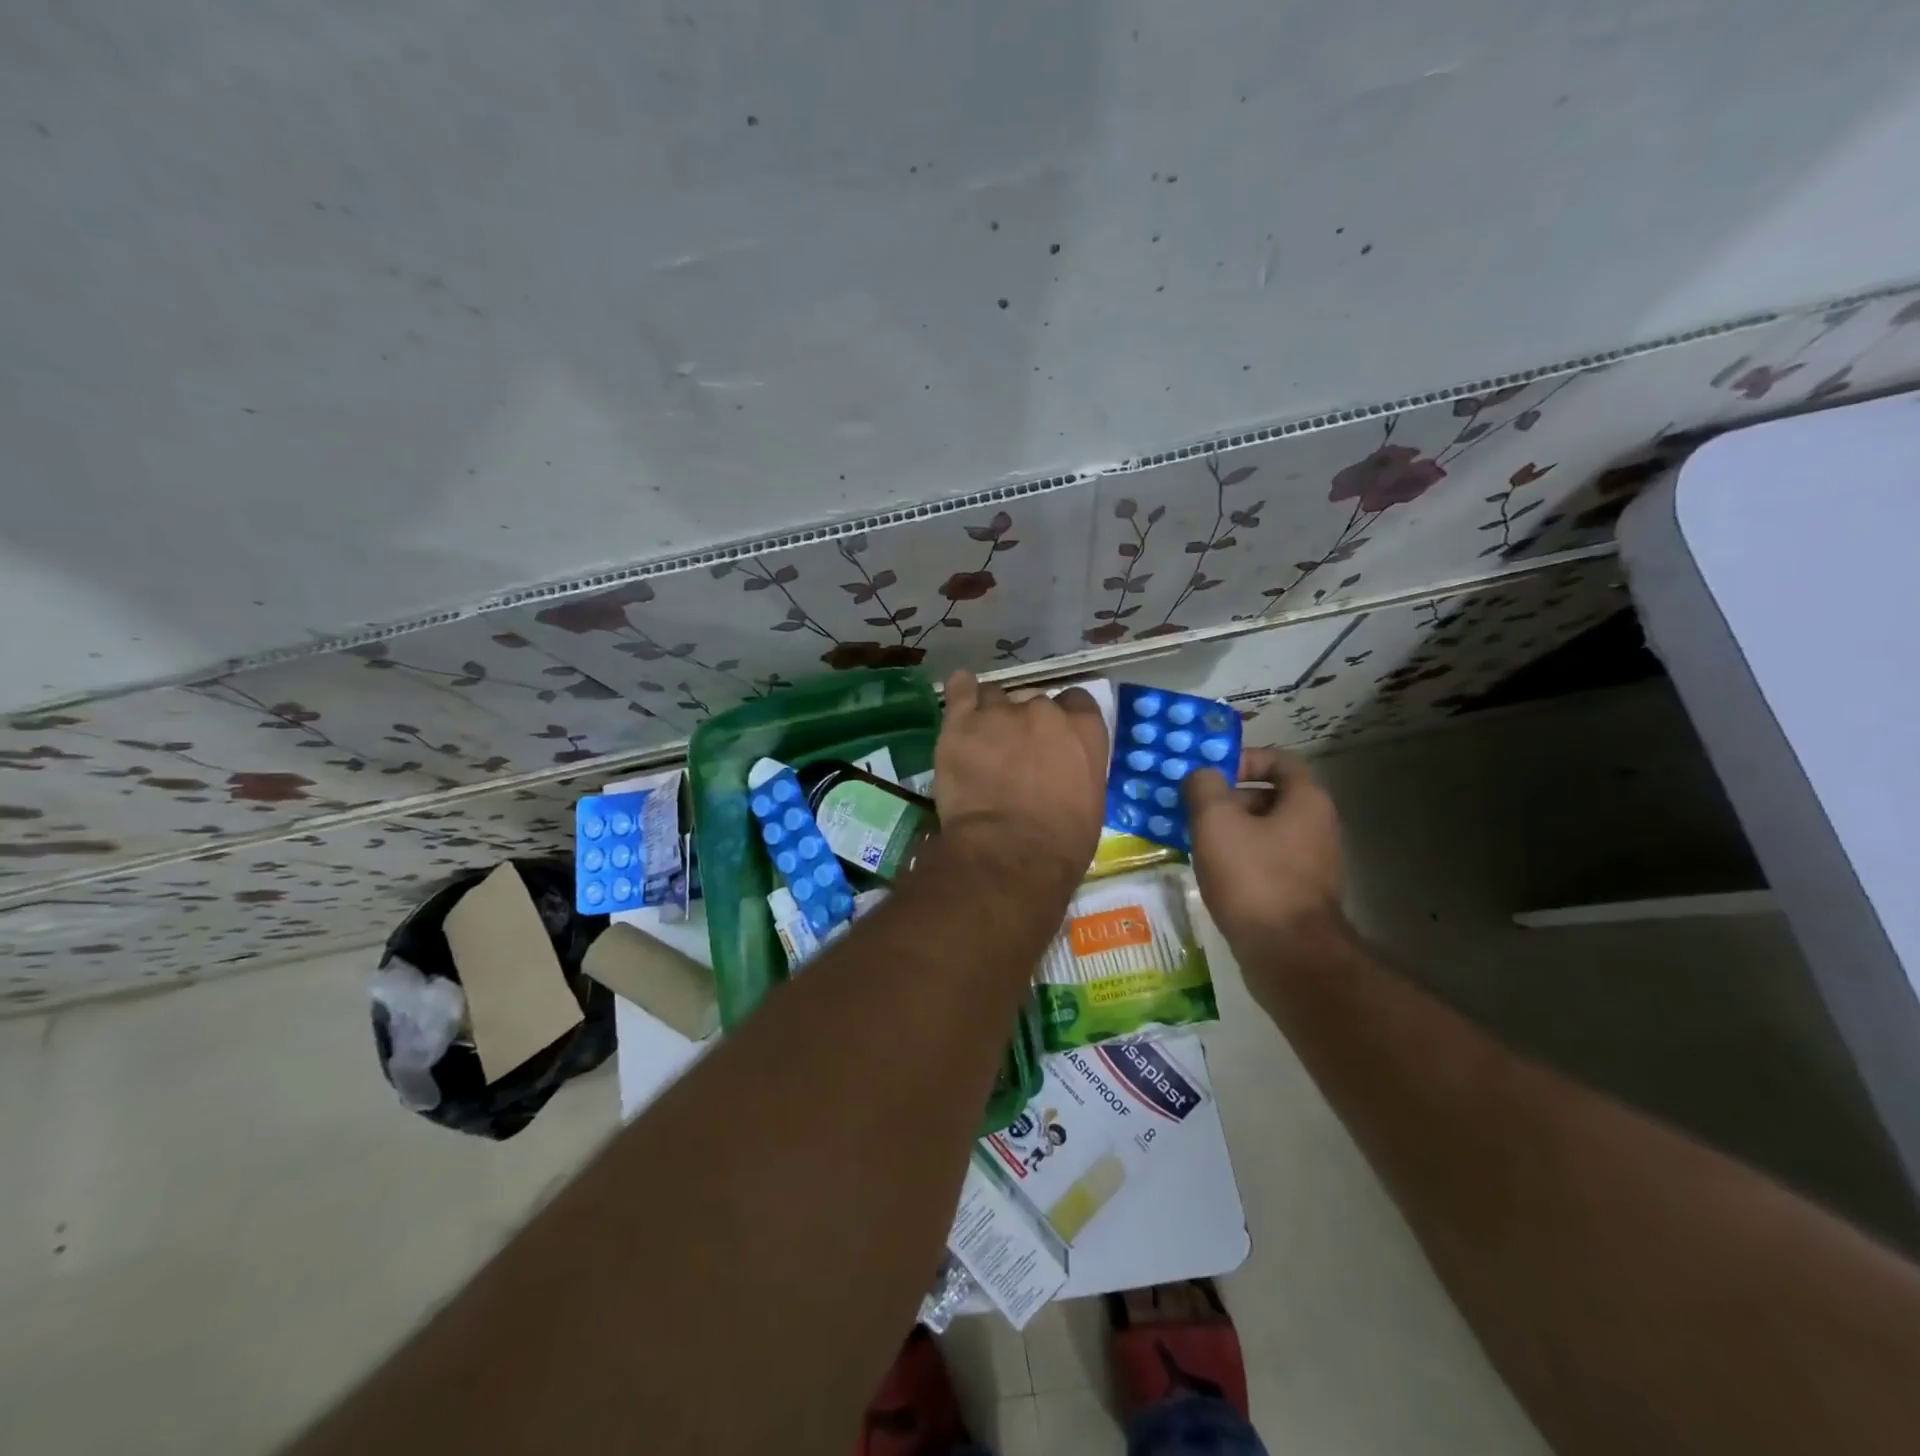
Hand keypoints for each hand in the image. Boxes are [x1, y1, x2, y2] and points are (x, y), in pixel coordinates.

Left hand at [934, 670, 1107, 888]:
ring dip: (992, 714)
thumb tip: (1063, 770)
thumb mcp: (1089, 803)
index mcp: (1083, 729)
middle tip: (1015, 753)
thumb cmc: (1061, 844)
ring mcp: (1000, 712)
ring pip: (995, 697)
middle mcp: (1044, 710)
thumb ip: (1076, 770)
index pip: (1077, 702)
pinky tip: (960, 693)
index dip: (1064, 718)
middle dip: (1025, 722)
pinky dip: (961, 690)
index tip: (1053, 739)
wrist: (1009, 853)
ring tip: (983, 740)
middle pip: (1034, 701)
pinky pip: (960, 689)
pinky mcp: (961, 722)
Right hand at [1182, 746, 1345, 954]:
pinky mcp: (1298, 893)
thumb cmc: (1253, 878)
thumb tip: (1202, 774)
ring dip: (1229, 830)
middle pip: (1269, 795)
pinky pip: (1264, 861)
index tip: (1210, 772)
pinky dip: (1238, 859)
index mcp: (1306, 801)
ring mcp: (1311, 863)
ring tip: (1193, 839)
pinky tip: (1210, 871)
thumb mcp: (1216, 822)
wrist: (1288, 956)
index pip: (1280, 759)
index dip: (1244, 758)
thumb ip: (1205, 787)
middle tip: (1191, 807)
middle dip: (1228, 797)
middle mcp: (1317, 826)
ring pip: (1264, 831)